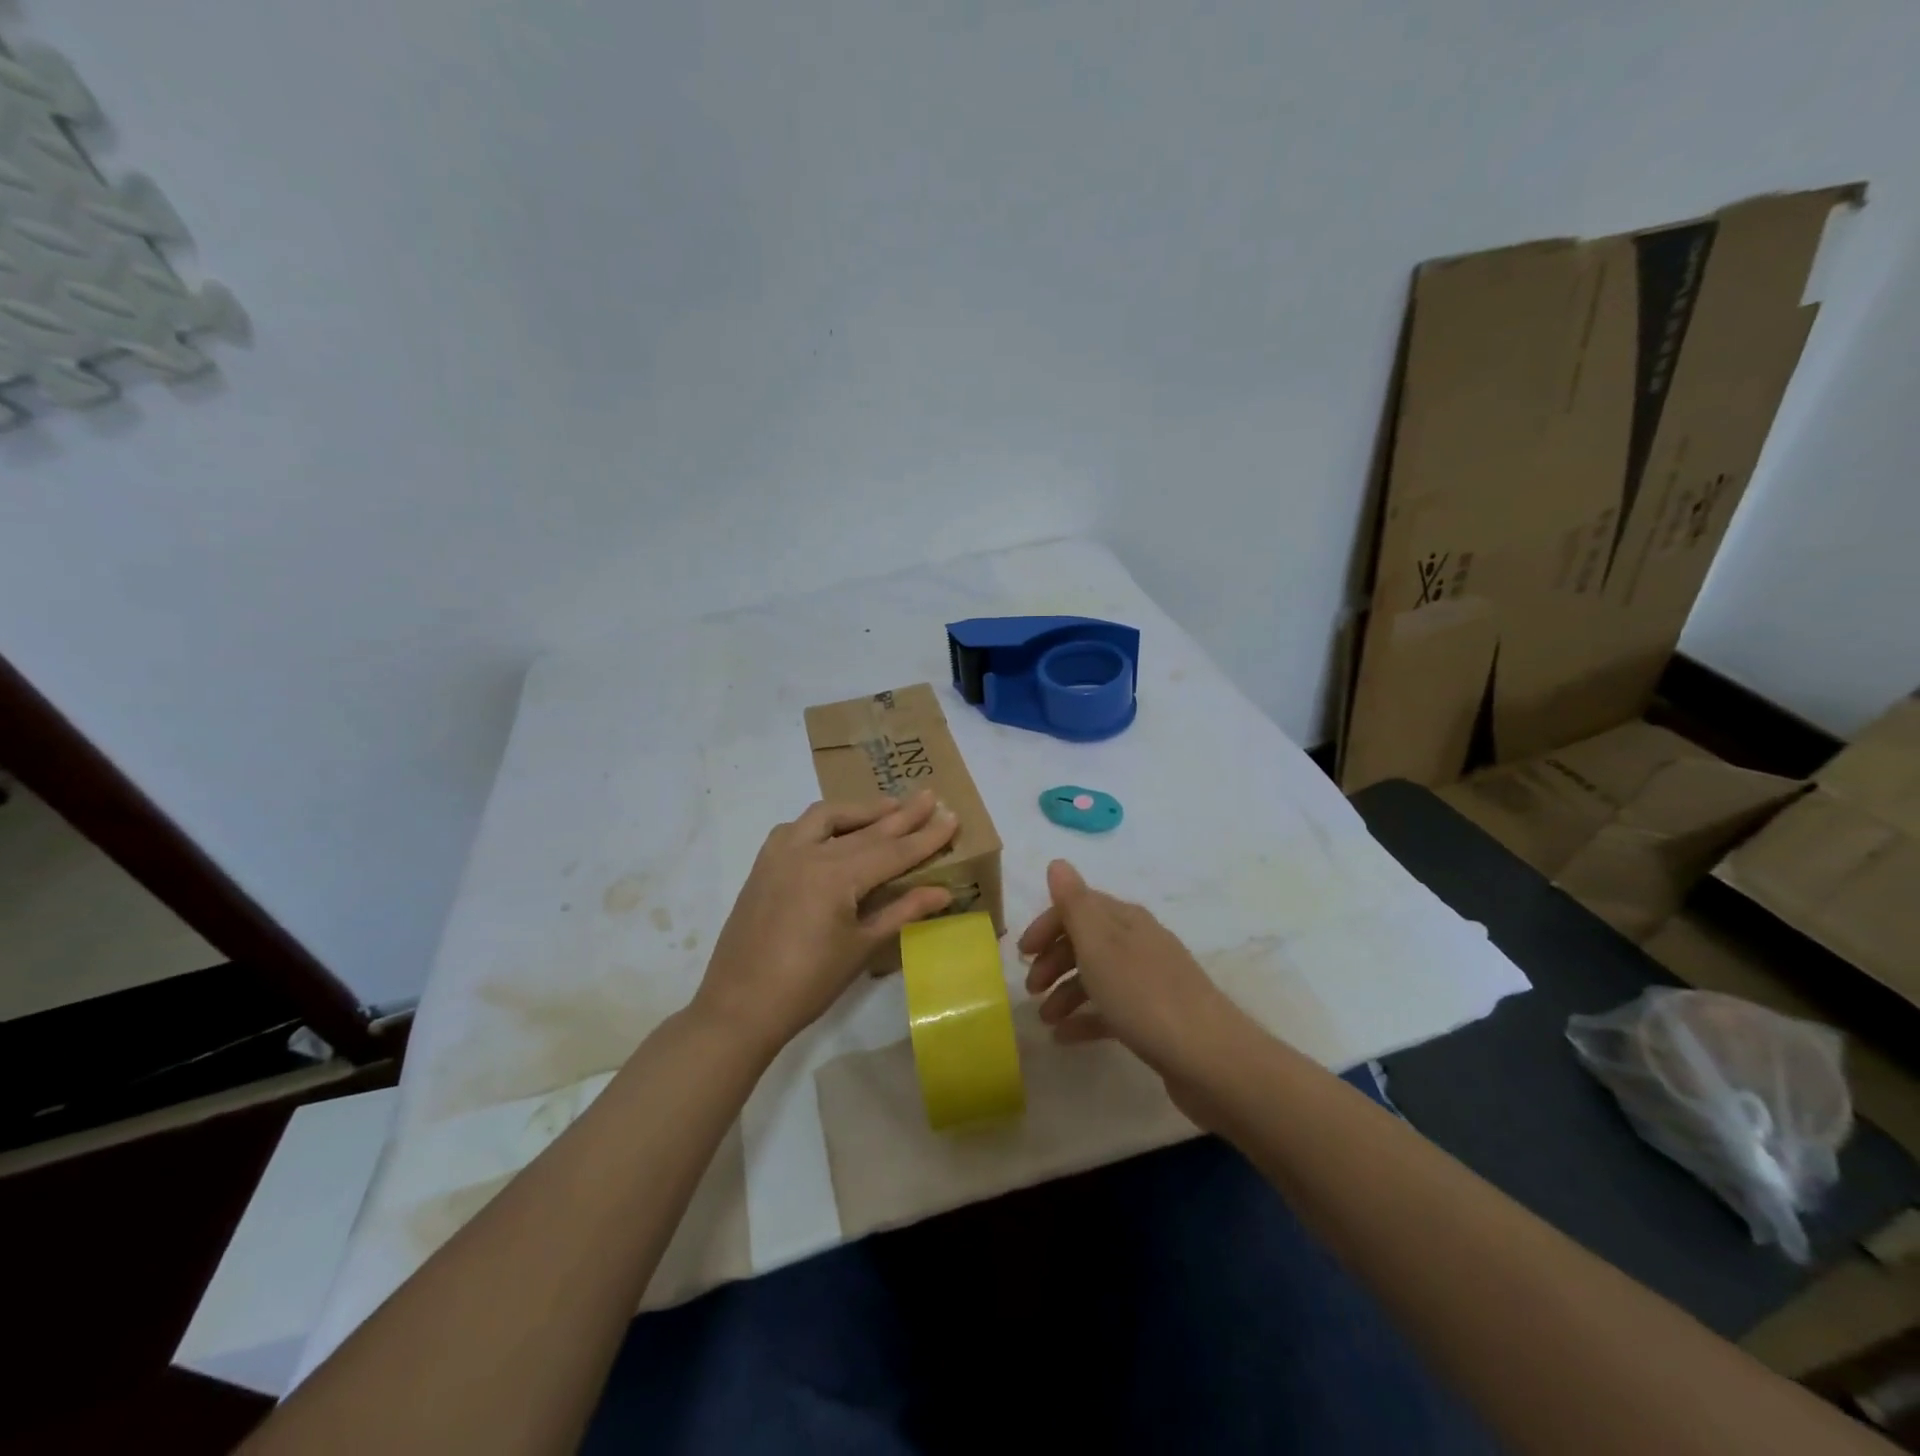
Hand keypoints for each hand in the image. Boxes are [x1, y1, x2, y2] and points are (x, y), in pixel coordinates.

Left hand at [694, 791, 958, 1056]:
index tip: (952, 817)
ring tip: (888, 807)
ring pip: (827, 816)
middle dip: (901, 814)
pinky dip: (822, 822)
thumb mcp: (862, 948)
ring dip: (860, 809)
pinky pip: (796, 828)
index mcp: (837, 877)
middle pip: (866, 829)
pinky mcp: (764, 863)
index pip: (893, 851)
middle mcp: (809, 853)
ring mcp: (781, 854)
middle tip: (930, 796)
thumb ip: (902, 911)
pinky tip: (834, 830)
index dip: (925, 837)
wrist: (740, 1006)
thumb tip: (943, 891)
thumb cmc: (808, 984)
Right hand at [1019, 860, 1246, 1116]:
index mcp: (1126, 920)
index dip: (1047, 925)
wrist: (1210, 1058)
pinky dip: (1086, 1018)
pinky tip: (1065, 1038)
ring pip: (1097, 976)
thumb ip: (1075, 903)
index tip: (1020, 953)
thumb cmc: (1144, 995)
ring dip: (1066, 992)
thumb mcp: (1099, 945)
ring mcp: (1150, 981)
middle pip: (1087, 941)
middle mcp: (1139, 943)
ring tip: (1045, 1019)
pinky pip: (1111, 1010)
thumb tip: (1058, 862)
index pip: (1078, 906)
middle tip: (1030, 988)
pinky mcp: (1156, 1017)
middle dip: (1054, 960)